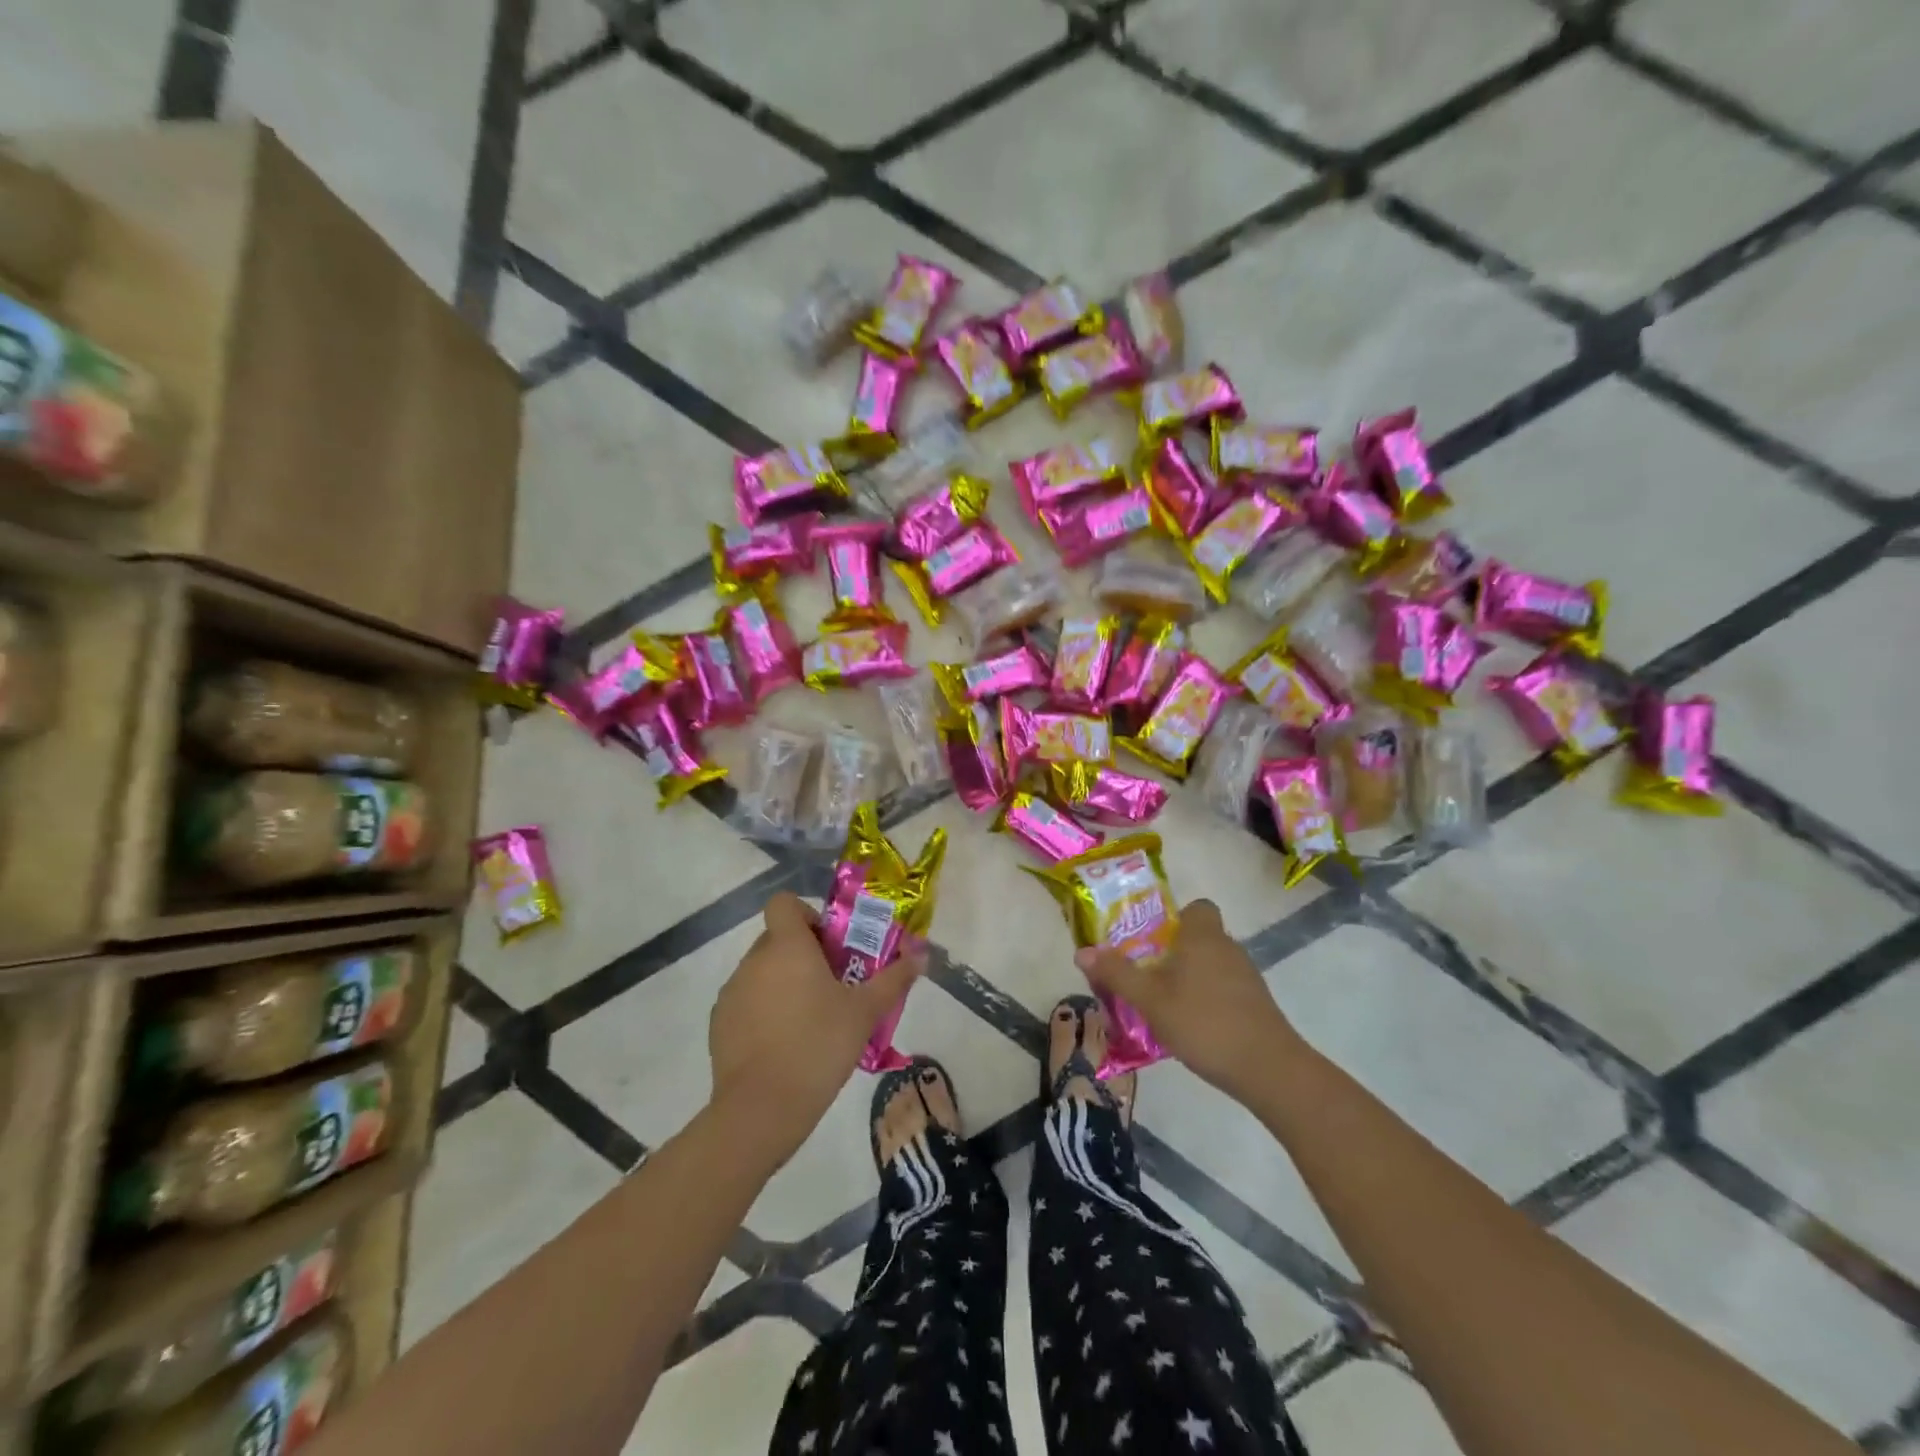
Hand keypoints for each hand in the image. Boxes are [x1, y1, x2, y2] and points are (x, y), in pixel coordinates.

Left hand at [709, 892, 925, 1156]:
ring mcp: (732, 992)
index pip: (784, 903)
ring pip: (761, 971)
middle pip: (777, 938)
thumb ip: (894, 979)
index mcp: (787, 947)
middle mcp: (754, 960)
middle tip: (832, 985)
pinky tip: (784, 1044)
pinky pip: (746, 1001)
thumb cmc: (819, 1046)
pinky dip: (763, 1011)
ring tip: (810, 1019)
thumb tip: (922, 954)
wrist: (762, 1108)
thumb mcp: (866, 1012)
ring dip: (783, 982)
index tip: (829, 945)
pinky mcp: (719, 1024)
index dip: (806, 914)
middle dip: (803, 954)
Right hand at [1075, 898, 1302, 1104]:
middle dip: (1172, 951)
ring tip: (1160, 1002)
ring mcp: (1246, 976)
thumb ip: (1117, 974)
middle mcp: (1227, 947)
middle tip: (1144, 973)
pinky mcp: (1255, 1003)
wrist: (1268, 1069)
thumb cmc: (1204, 1023)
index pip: (1197, 907)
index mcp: (1202, 936)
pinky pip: (1223, 987)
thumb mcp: (1150, 1000)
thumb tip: (1081, 951)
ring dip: (1188, 977)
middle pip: (1198, 937)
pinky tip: (1189, 1025)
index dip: (1175, 917)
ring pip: (1210, 964)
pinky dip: (1205, 998)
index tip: (1151, 938)